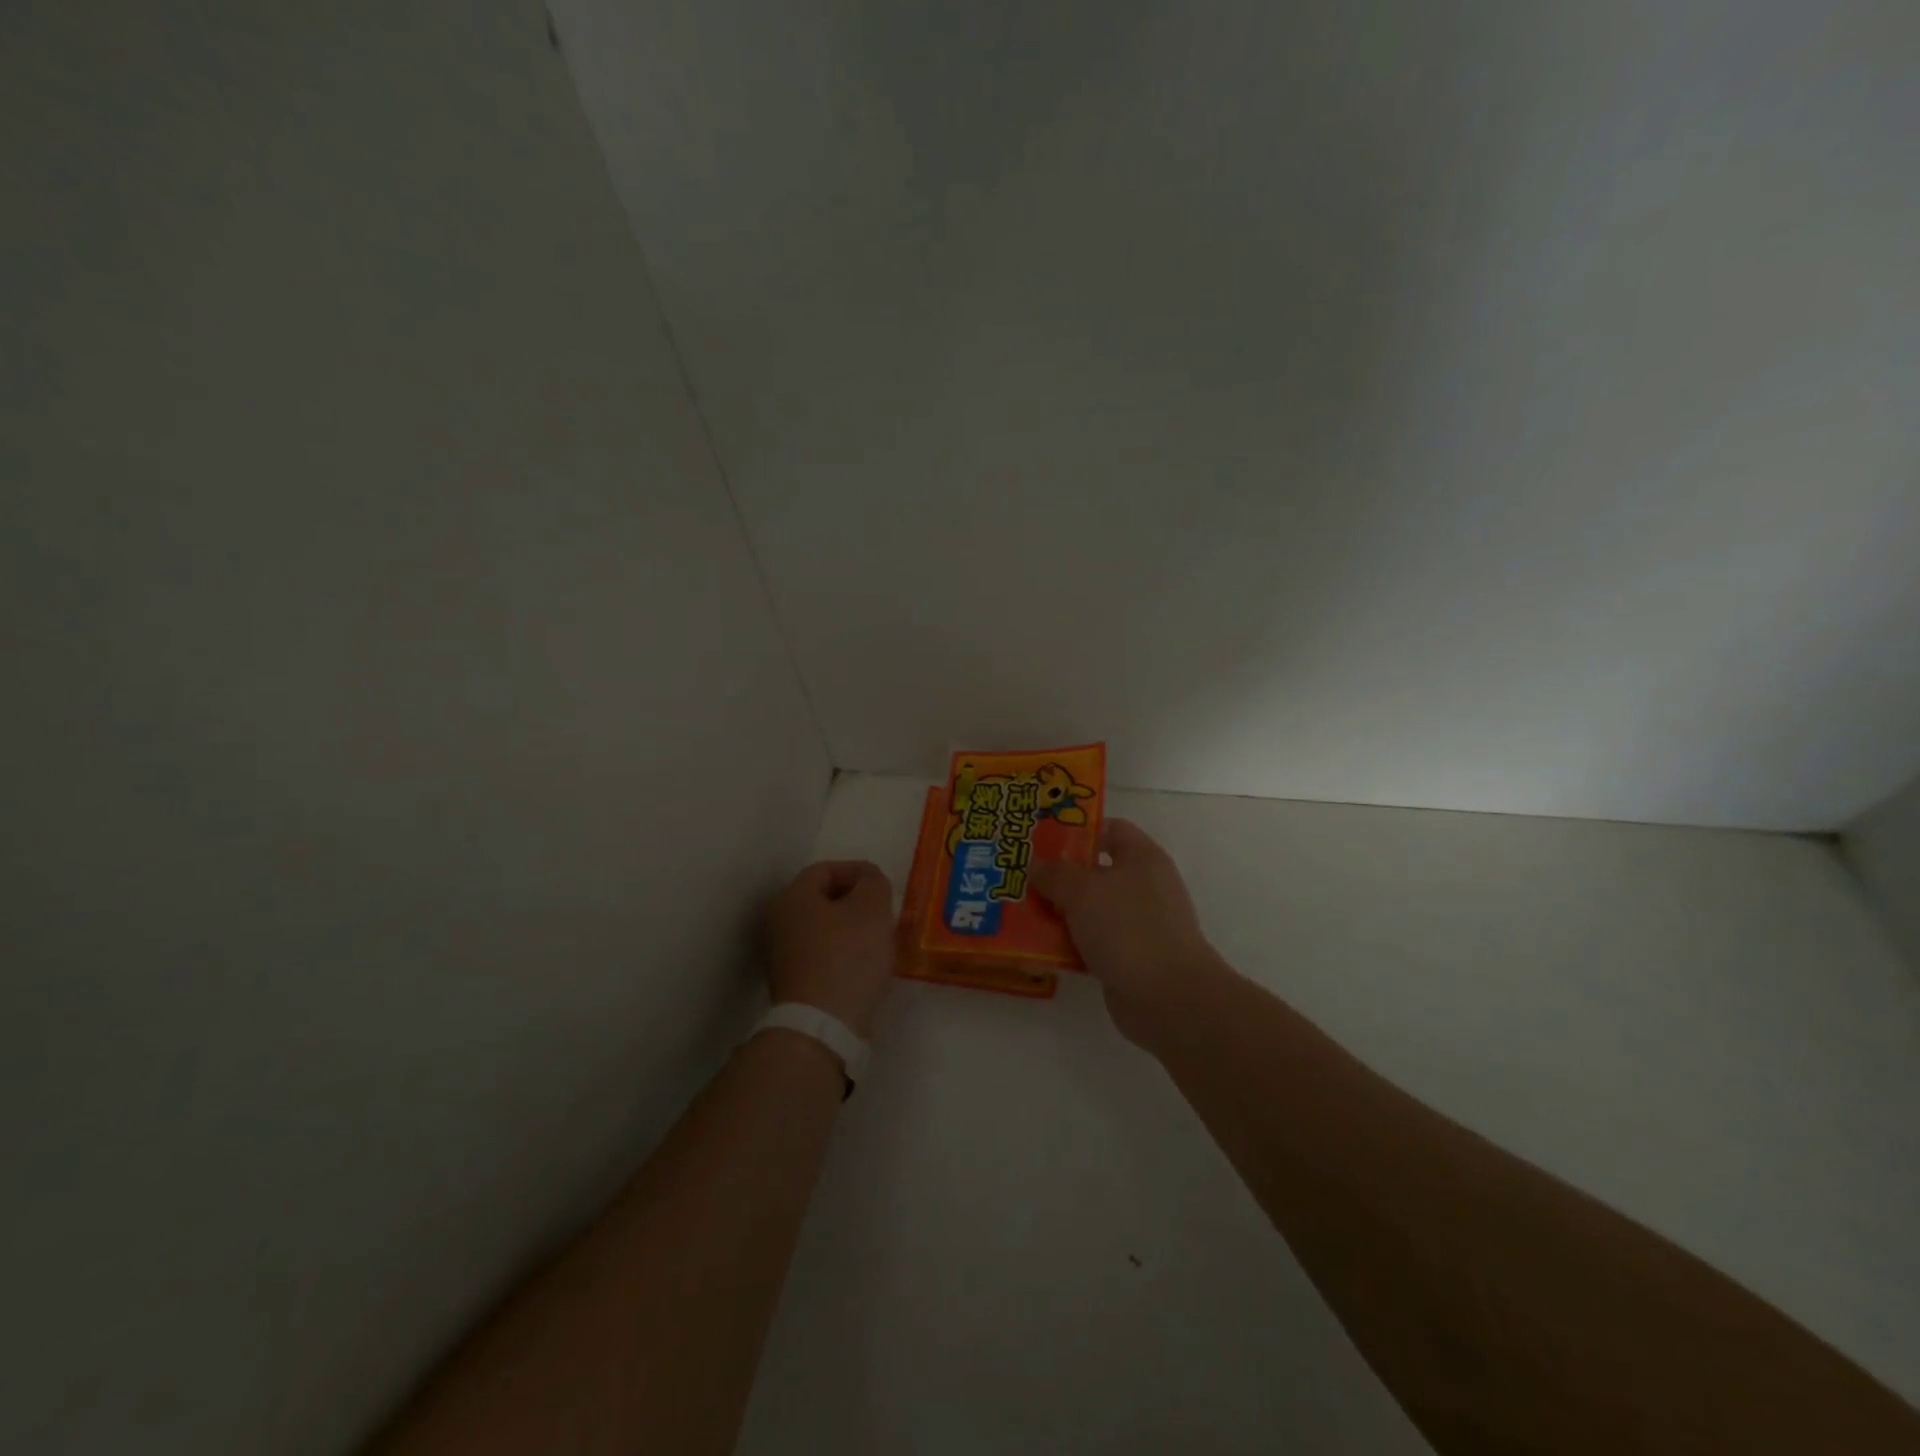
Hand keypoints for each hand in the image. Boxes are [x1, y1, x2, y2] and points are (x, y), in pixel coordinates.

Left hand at [764, 860, 895, 1038]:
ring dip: (851, 928)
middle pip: (822, 898)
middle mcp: (779, 921)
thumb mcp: (872, 909)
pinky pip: (821, 955)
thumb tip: (869, 880)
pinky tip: (864, 965)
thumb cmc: (847, 956)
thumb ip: (873, 883)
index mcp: (792, 897)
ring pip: (823, 928)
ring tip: (879, 937)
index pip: (826, 869)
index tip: (883, 885)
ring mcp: (781, 955)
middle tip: (883, 910)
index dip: (858, 871)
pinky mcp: (792, 983)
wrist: (822, 1025)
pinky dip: (843, 953)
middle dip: (855, 900)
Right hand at [1030, 819, 1229, 1048]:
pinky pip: (1091, 942)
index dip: (1076, 830)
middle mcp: (1143, 886)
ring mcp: (1138, 924)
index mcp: (1142, 858)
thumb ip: (1054, 873)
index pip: (1109, 829)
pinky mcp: (1129, 958)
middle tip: (1020, 878)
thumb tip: (1036, 865)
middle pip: (1094, 871)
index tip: (1040, 840)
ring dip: (1058, 913)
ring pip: (1090, 910)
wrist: (1169, 998)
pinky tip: (1038, 950)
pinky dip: (1068, 945)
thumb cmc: (1129, 928)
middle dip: (1057, 876)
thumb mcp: (1083, 891)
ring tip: (1020, 914)